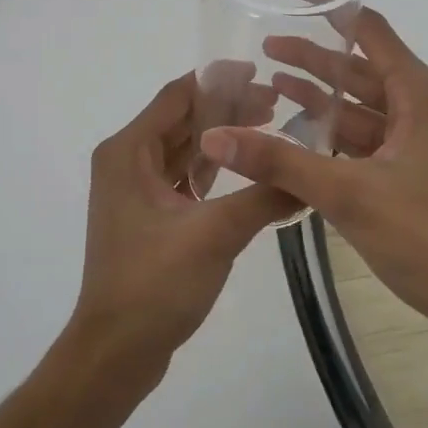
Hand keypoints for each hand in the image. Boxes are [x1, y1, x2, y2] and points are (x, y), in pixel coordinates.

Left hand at [68, 73, 299, 380]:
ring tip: (269, 132)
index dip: (218, 81)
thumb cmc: (155, 284)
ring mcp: (134, 191)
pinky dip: (212, 171)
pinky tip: (247, 174)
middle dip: (227, 110)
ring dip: (222, 140)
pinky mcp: (147, 217)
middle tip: (277, 107)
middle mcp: (126, 163)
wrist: (116, 352)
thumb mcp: (215, 234)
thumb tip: (311, 175)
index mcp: (128, 152)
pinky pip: (182, 178)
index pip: (177, 97)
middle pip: (181, 120)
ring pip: (183, 150)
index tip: (261, 75)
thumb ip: (264, 197)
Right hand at [198, 9, 427, 342]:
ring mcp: (420, 141)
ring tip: (271, 85)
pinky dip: (336, 133)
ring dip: (322, 97)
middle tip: (265, 47)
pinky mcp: (414, 170)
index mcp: (419, 95)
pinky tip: (300, 135)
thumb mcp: (346, 194)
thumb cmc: (425, 236)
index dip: (332, 10)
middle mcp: (422, 107)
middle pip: (362, 69)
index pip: (371, 30)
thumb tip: (214, 136)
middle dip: (314, 59)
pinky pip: (368, 138)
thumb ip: (279, 161)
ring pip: (363, 106)